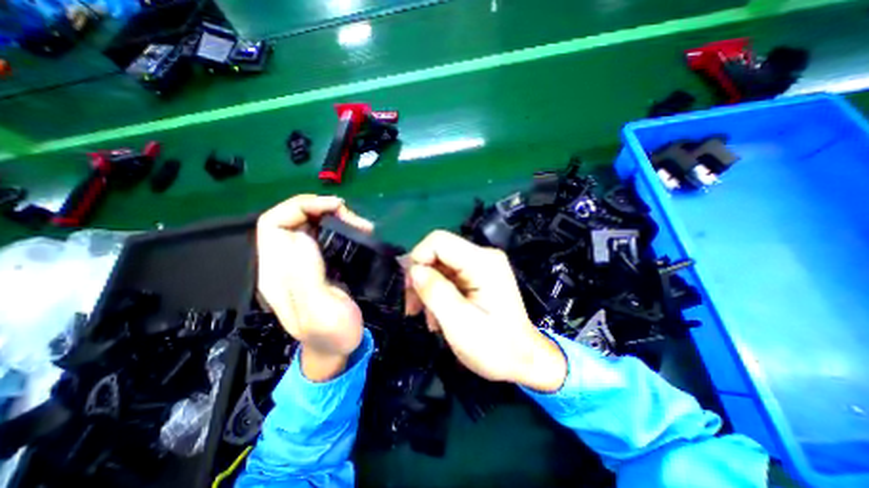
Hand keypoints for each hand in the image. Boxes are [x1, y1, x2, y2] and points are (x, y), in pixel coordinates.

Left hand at [255, 195, 369, 380]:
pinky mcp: (320, 264)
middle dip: (323, 210)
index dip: (300, 207)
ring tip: (361, 226)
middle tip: (354, 219)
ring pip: (311, 225)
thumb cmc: (332, 334)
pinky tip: (358, 234)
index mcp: (277, 272)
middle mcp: (285, 263)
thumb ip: (305, 274)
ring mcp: (303, 263)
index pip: (274, 223)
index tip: (335, 207)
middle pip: (293, 220)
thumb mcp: (319, 310)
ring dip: (336, 218)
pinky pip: (325, 236)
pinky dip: (342, 228)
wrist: (340, 349)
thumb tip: (303, 234)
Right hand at [410, 230, 570, 393]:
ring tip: (427, 317)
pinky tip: (438, 315)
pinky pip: (449, 275)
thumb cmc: (494, 347)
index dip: (418, 259)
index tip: (410, 288)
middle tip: (413, 308)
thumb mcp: (459, 322)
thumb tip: (413, 269)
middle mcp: (483, 256)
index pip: (438, 241)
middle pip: (438, 252)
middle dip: (421, 277)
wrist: (524, 360)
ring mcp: (482, 265)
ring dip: (428, 288)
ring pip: (440, 265)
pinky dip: (438, 292)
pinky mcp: (479, 276)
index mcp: (482, 262)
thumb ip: (435, 291)